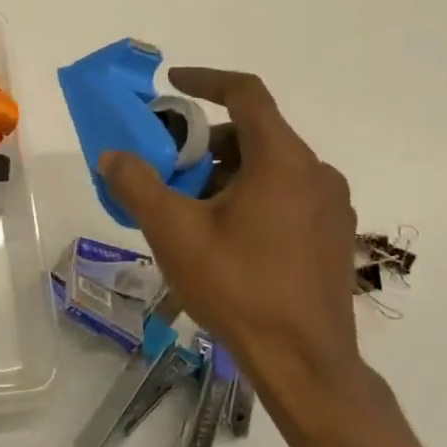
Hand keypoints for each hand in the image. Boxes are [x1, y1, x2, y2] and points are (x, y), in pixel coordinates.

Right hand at [99, 68, 367, 423]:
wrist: (306, 365)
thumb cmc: (238, 287)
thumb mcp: (173, 231)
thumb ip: (137, 184)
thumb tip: (112, 156)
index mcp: (283, 160)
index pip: (246, 94)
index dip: (206, 80)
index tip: (172, 83)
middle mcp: (315, 173)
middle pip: (254, 133)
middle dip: (207, 141)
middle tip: (171, 166)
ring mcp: (331, 207)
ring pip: (270, 166)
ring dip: (227, 171)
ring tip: (191, 207)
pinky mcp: (333, 236)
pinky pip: (286, 194)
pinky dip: (251, 195)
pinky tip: (225, 235)